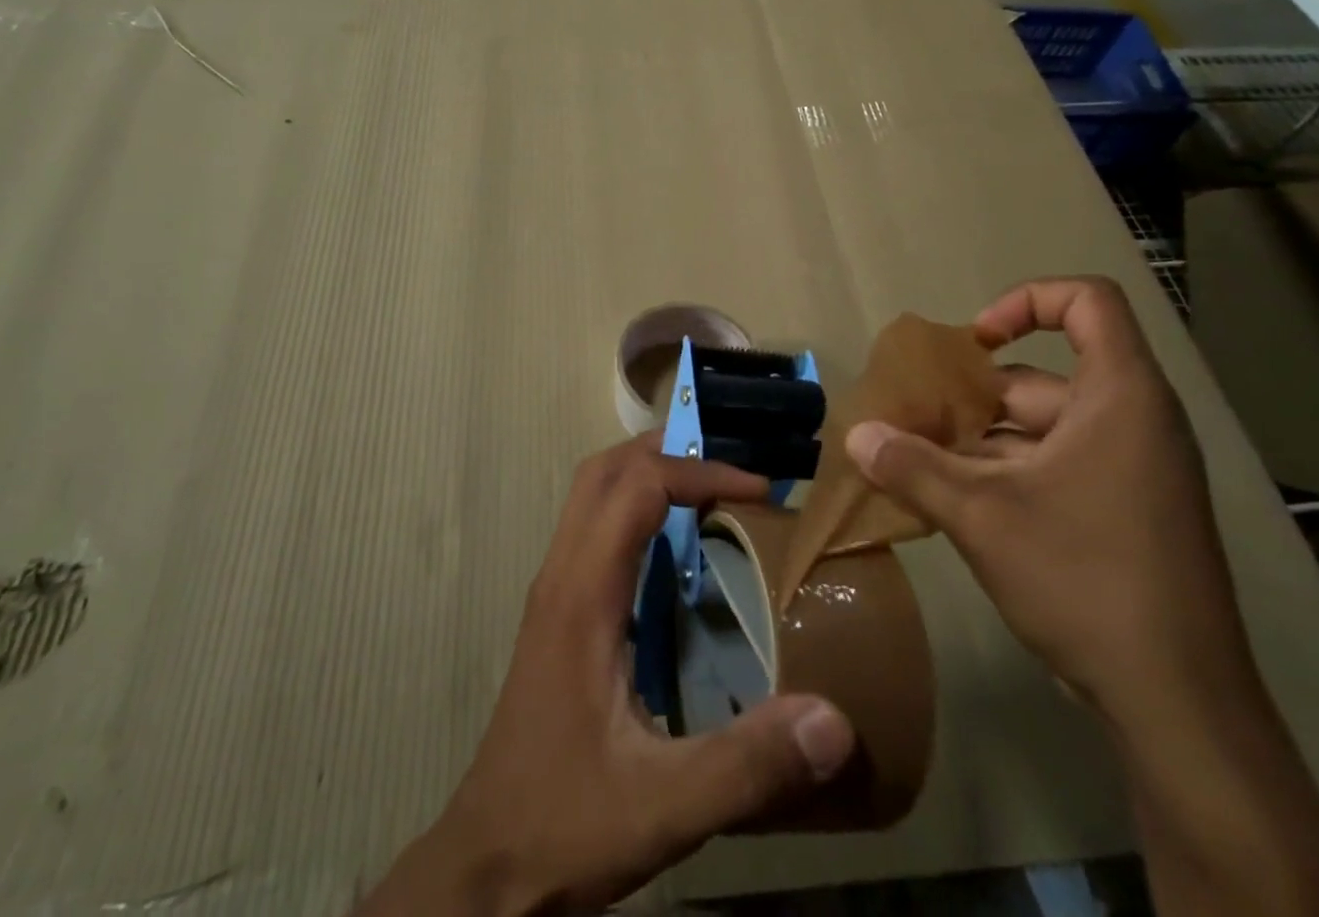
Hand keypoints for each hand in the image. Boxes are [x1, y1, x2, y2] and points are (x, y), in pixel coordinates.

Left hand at [359, 434, 855, 916]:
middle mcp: (561, 575)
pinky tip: (675, 552)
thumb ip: (748, 763)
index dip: (699, 472)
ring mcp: (553, 592)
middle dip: (667, 451)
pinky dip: (635, 509)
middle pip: (603, 471)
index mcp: (582, 594)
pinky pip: (593, 528)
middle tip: (731, 467)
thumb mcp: (664, 805)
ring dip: (647, 474)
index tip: (758, 490)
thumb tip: (833, 719)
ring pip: (592, 494)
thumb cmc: (566, 822)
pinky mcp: (556, 614)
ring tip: (710, 491)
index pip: (637, 487)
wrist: (485, 869)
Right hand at [846, 277, 1253, 719]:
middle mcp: (1132, 424)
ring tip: (917, 462)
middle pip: (1042, 377)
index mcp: (1120, 399)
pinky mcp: (1122, 515)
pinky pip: (1054, 468)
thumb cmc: (1086, 579)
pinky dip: (1003, 474)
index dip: (1027, 302)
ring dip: (977, 442)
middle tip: (913, 419)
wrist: (1179, 707)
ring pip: (1039, 430)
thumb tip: (856, 434)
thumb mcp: (983, 516)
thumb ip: (913, 467)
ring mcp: (1131, 473)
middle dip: (971, 396)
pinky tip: (952, 502)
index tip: (975, 342)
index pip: (1088, 303)